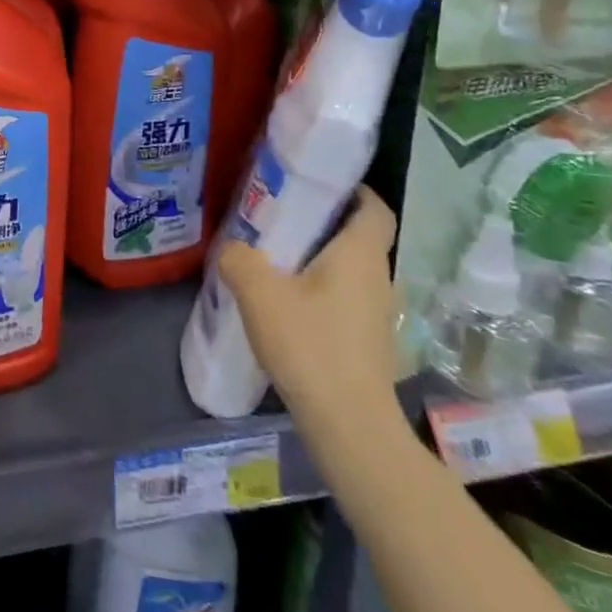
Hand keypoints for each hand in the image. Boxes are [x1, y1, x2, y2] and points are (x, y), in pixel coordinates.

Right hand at [215, 187, 403, 440]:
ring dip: (320, 258)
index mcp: (360, 254)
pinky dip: (321, 288)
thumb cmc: (310, 346)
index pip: (374, 207)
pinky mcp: (368, 340)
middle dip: (324, 222)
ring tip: (276, 257)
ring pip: (351, 268)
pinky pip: (346, 296)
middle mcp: (378, 277)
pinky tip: (287, 302)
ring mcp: (377, 312)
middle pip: (358, 236)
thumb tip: (232, 248)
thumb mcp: (259, 293)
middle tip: (280, 216)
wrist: (349, 427)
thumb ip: (238, 259)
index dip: (353, 190)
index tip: (317, 184)